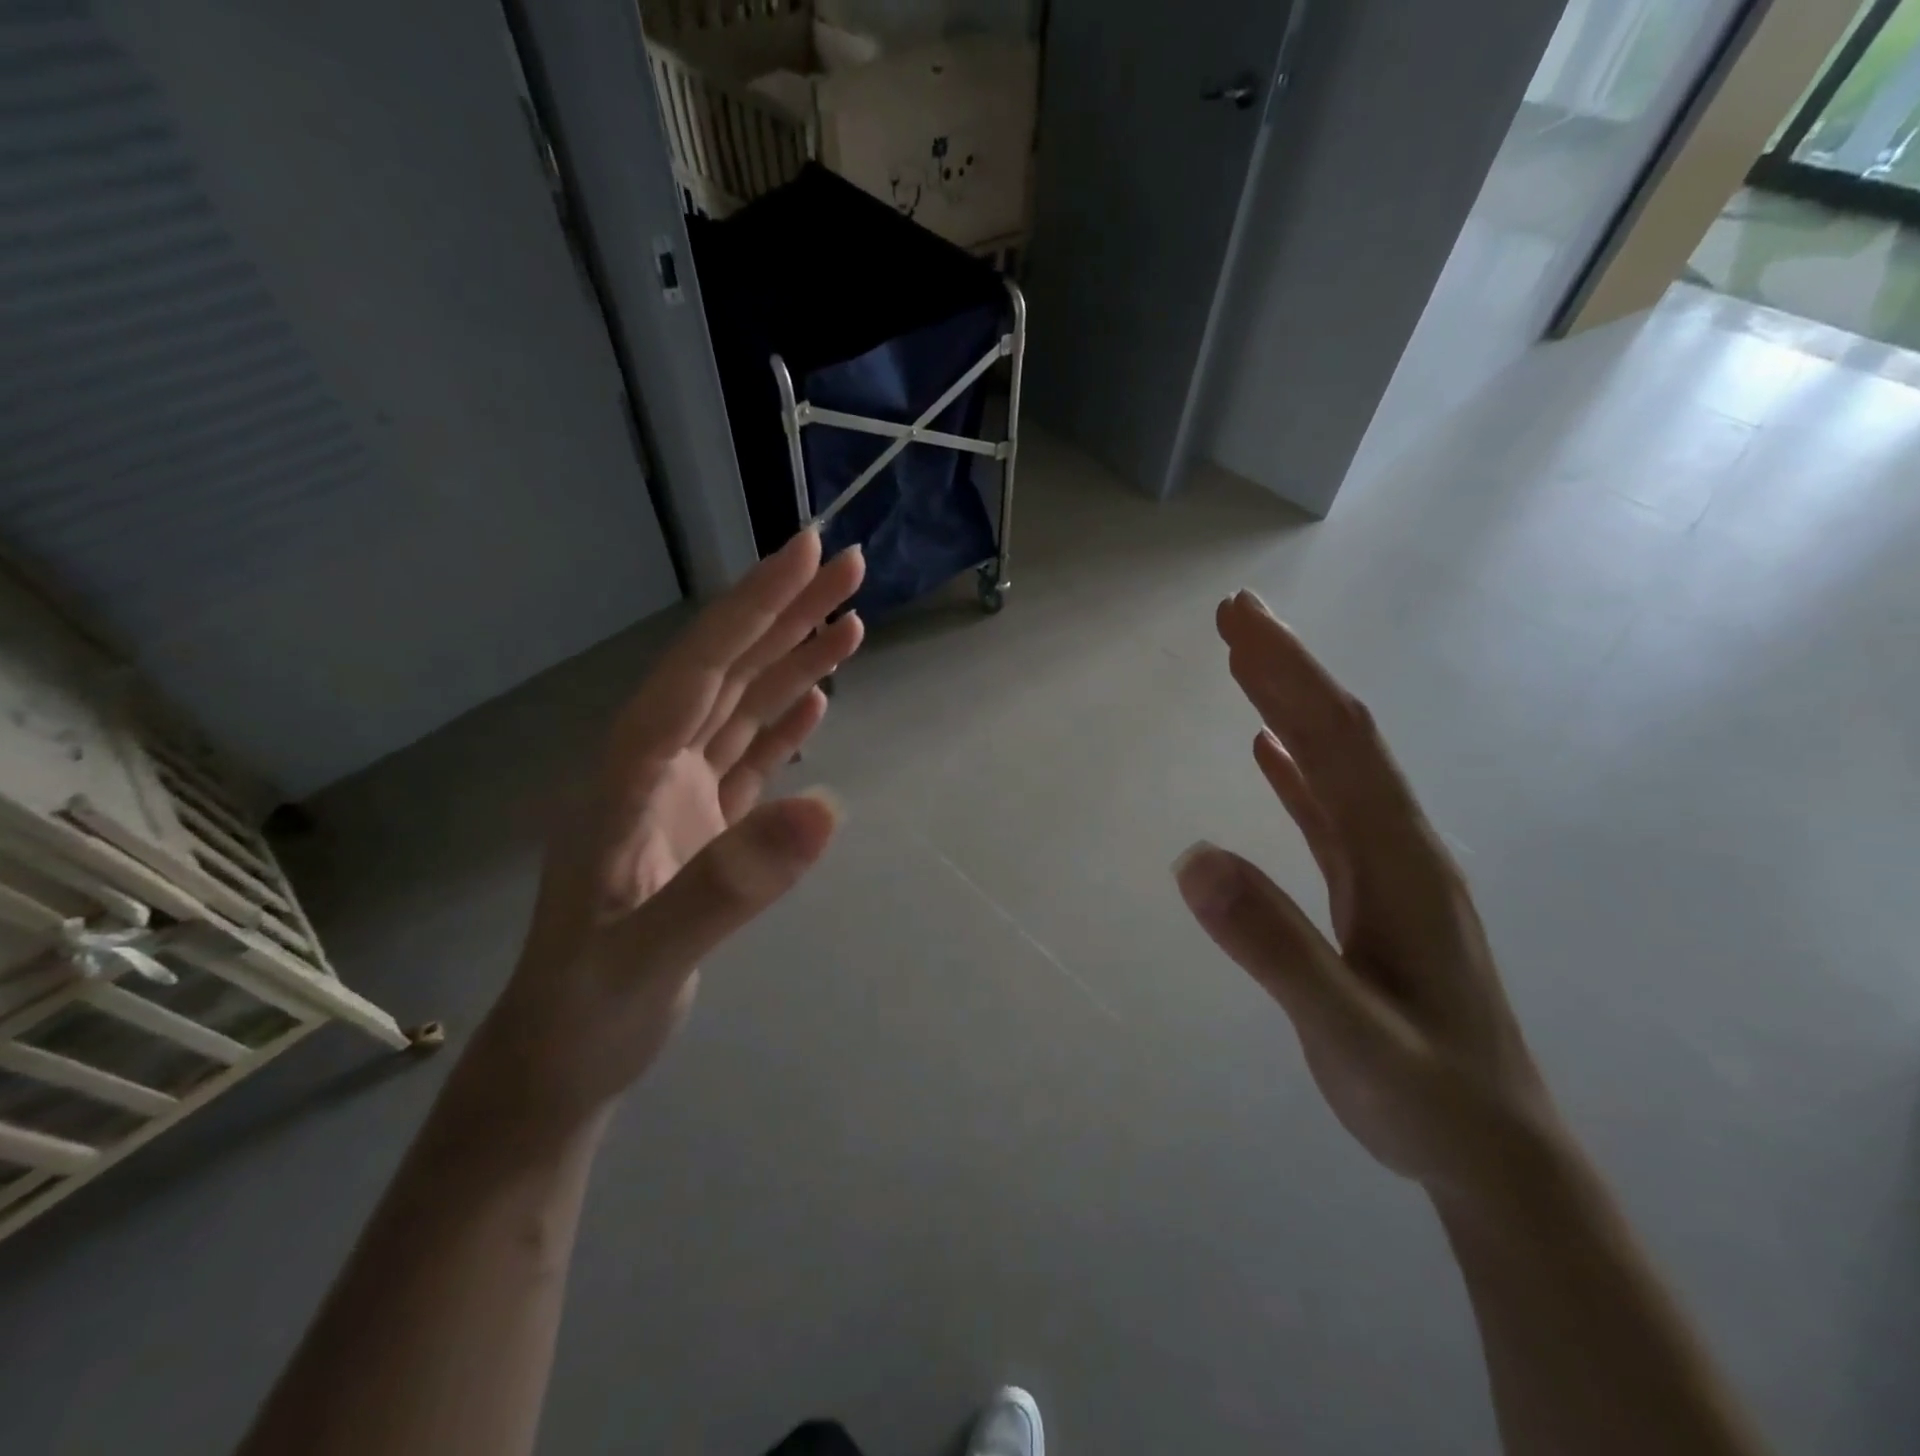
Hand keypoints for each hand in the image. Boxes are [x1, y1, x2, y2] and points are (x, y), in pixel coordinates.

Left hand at [464, 530, 865, 1130]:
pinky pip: (749, 758)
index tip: (810, 552)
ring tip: (850, 620)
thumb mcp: (648, 955)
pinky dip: (784, 725)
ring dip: (794, 662)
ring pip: (743, 709)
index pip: (702, 668)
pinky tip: (816, 701)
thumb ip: (729, 883)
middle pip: (727, 671)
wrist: (562, 1059)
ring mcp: (678, 796)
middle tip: (850, 565)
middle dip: (786, 613)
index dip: (756, 606)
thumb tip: (828, 809)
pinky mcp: (701, 827)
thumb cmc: (589, 1008)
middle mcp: (653, 767)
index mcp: (631, 772)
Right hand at [1174, 592, 1565, 1206]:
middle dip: (1286, 668)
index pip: (1340, 741)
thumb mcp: (1349, 1031)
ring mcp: (1389, 868)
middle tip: (1232, 614)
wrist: (1495, 1154)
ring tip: (1242, 660)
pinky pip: (1328, 809)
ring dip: (1289, 706)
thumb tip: (1193, 859)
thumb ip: (1274, 946)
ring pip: (1333, 765)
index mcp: (1400, 859)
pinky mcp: (1372, 892)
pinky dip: (1295, 768)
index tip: (1240, 620)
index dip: (1291, 673)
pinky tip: (1265, 750)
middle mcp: (1400, 846)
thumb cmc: (1426, 1094)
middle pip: (1338, 736)